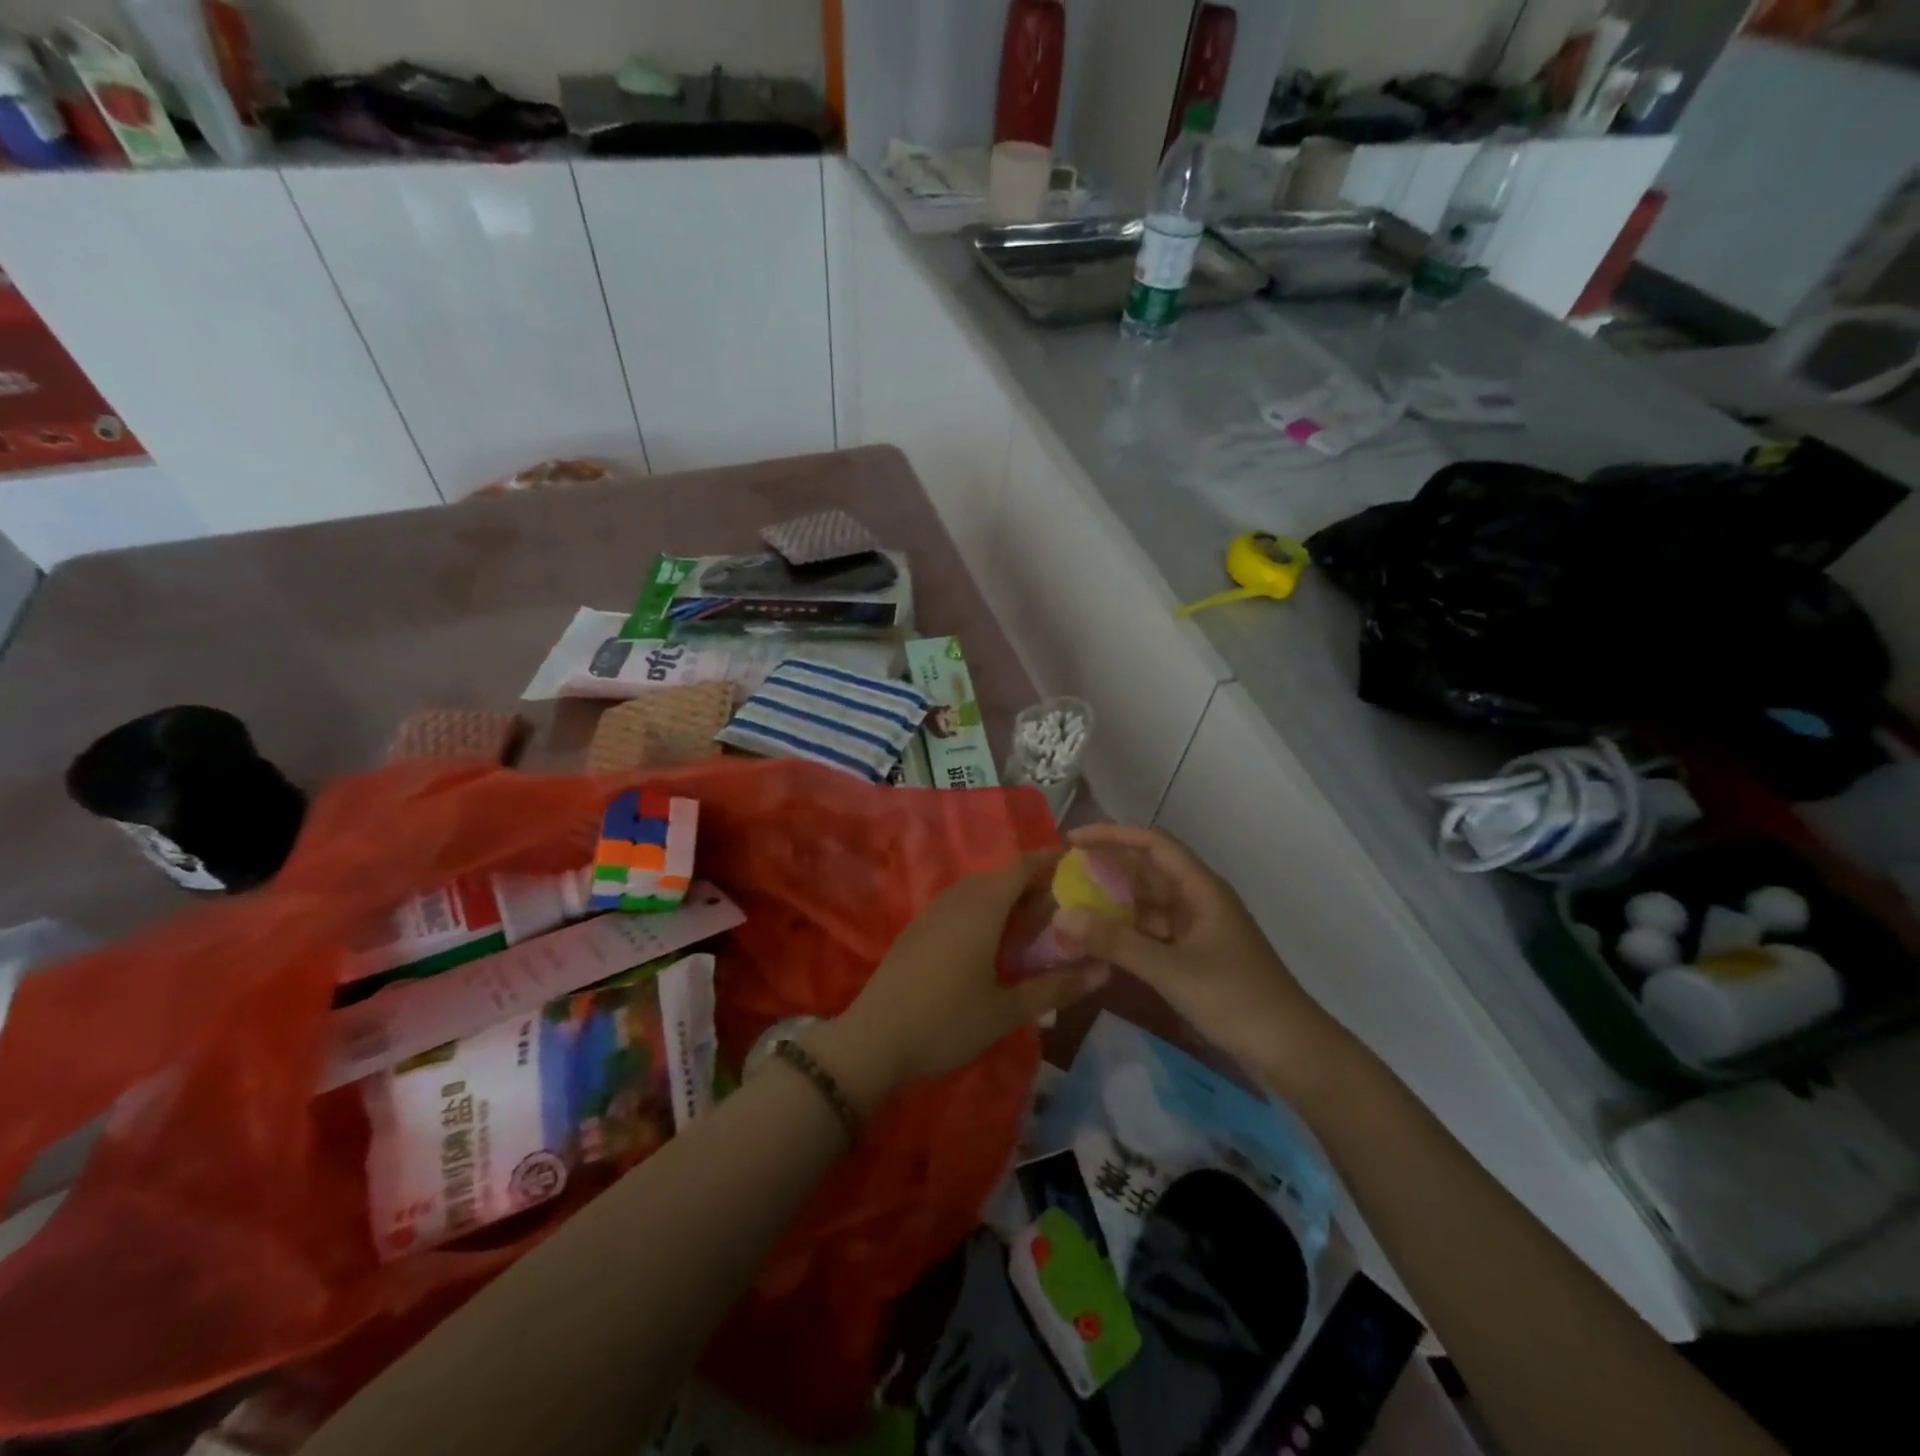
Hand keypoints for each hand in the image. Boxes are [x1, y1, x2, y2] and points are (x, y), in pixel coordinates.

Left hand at [814, 851, 1107, 1111]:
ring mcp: (931, 913)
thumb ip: (1055, 987)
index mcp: (982, 908)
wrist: (874, 1041)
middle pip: (999, 876)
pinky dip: (982, 909)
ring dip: (1004, 897)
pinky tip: (990, 943)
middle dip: (1031, 884)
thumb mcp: (1007, 1010)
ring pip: (976, 890)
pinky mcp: (916, 930)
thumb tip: (1104, 970)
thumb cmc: (947, 1022)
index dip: (1048, 859)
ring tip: (1030, 925)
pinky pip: (958, 904)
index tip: (1076, 863)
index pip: (1020, 867)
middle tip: (1061, 907)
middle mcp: (956, 900)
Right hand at [1047, 825, 1342, 1089]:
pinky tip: (1099, 943)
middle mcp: (1198, 899)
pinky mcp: (1195, 955)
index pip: (1152, 844)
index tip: (1072, 841)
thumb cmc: (1236, 1000)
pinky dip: (1126, 933)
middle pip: (1147, 870)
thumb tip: (1061, 916)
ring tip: (1072, 907)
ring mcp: (1198, 928)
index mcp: (1201, 888)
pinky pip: (1153, 932)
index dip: (1112, 835)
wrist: (1292, 1051)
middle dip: (1107, 868)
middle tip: (1063, 875)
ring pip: (1148, 903)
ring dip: (1113, 903)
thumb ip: (1115, 942)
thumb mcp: (1171, 969)